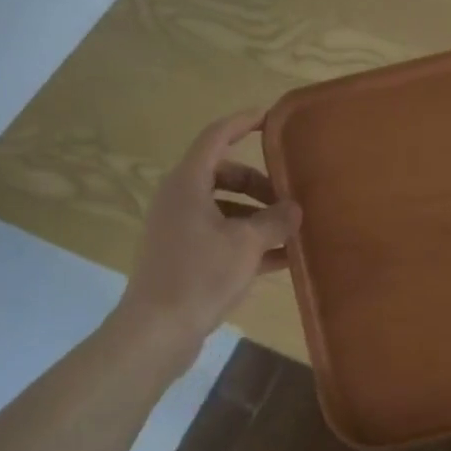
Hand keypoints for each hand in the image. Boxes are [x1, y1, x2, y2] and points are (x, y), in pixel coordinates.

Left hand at [113, 109, 301, 348]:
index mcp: (188, 184)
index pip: (216, 137)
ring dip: (257, 215)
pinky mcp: (183, 257)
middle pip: (224, 174)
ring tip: (291, 230)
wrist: (156, 332)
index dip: (242, 123)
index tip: (270, 117)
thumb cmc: (200, 275)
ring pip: (224, 208)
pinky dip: (247, 241)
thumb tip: (294, 208)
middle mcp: (180, 200)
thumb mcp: (247, 244)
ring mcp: (179, 230)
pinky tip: (280, 259)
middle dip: (259, 183)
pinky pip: (221, 236)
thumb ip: (275, 221)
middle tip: (289, 196)